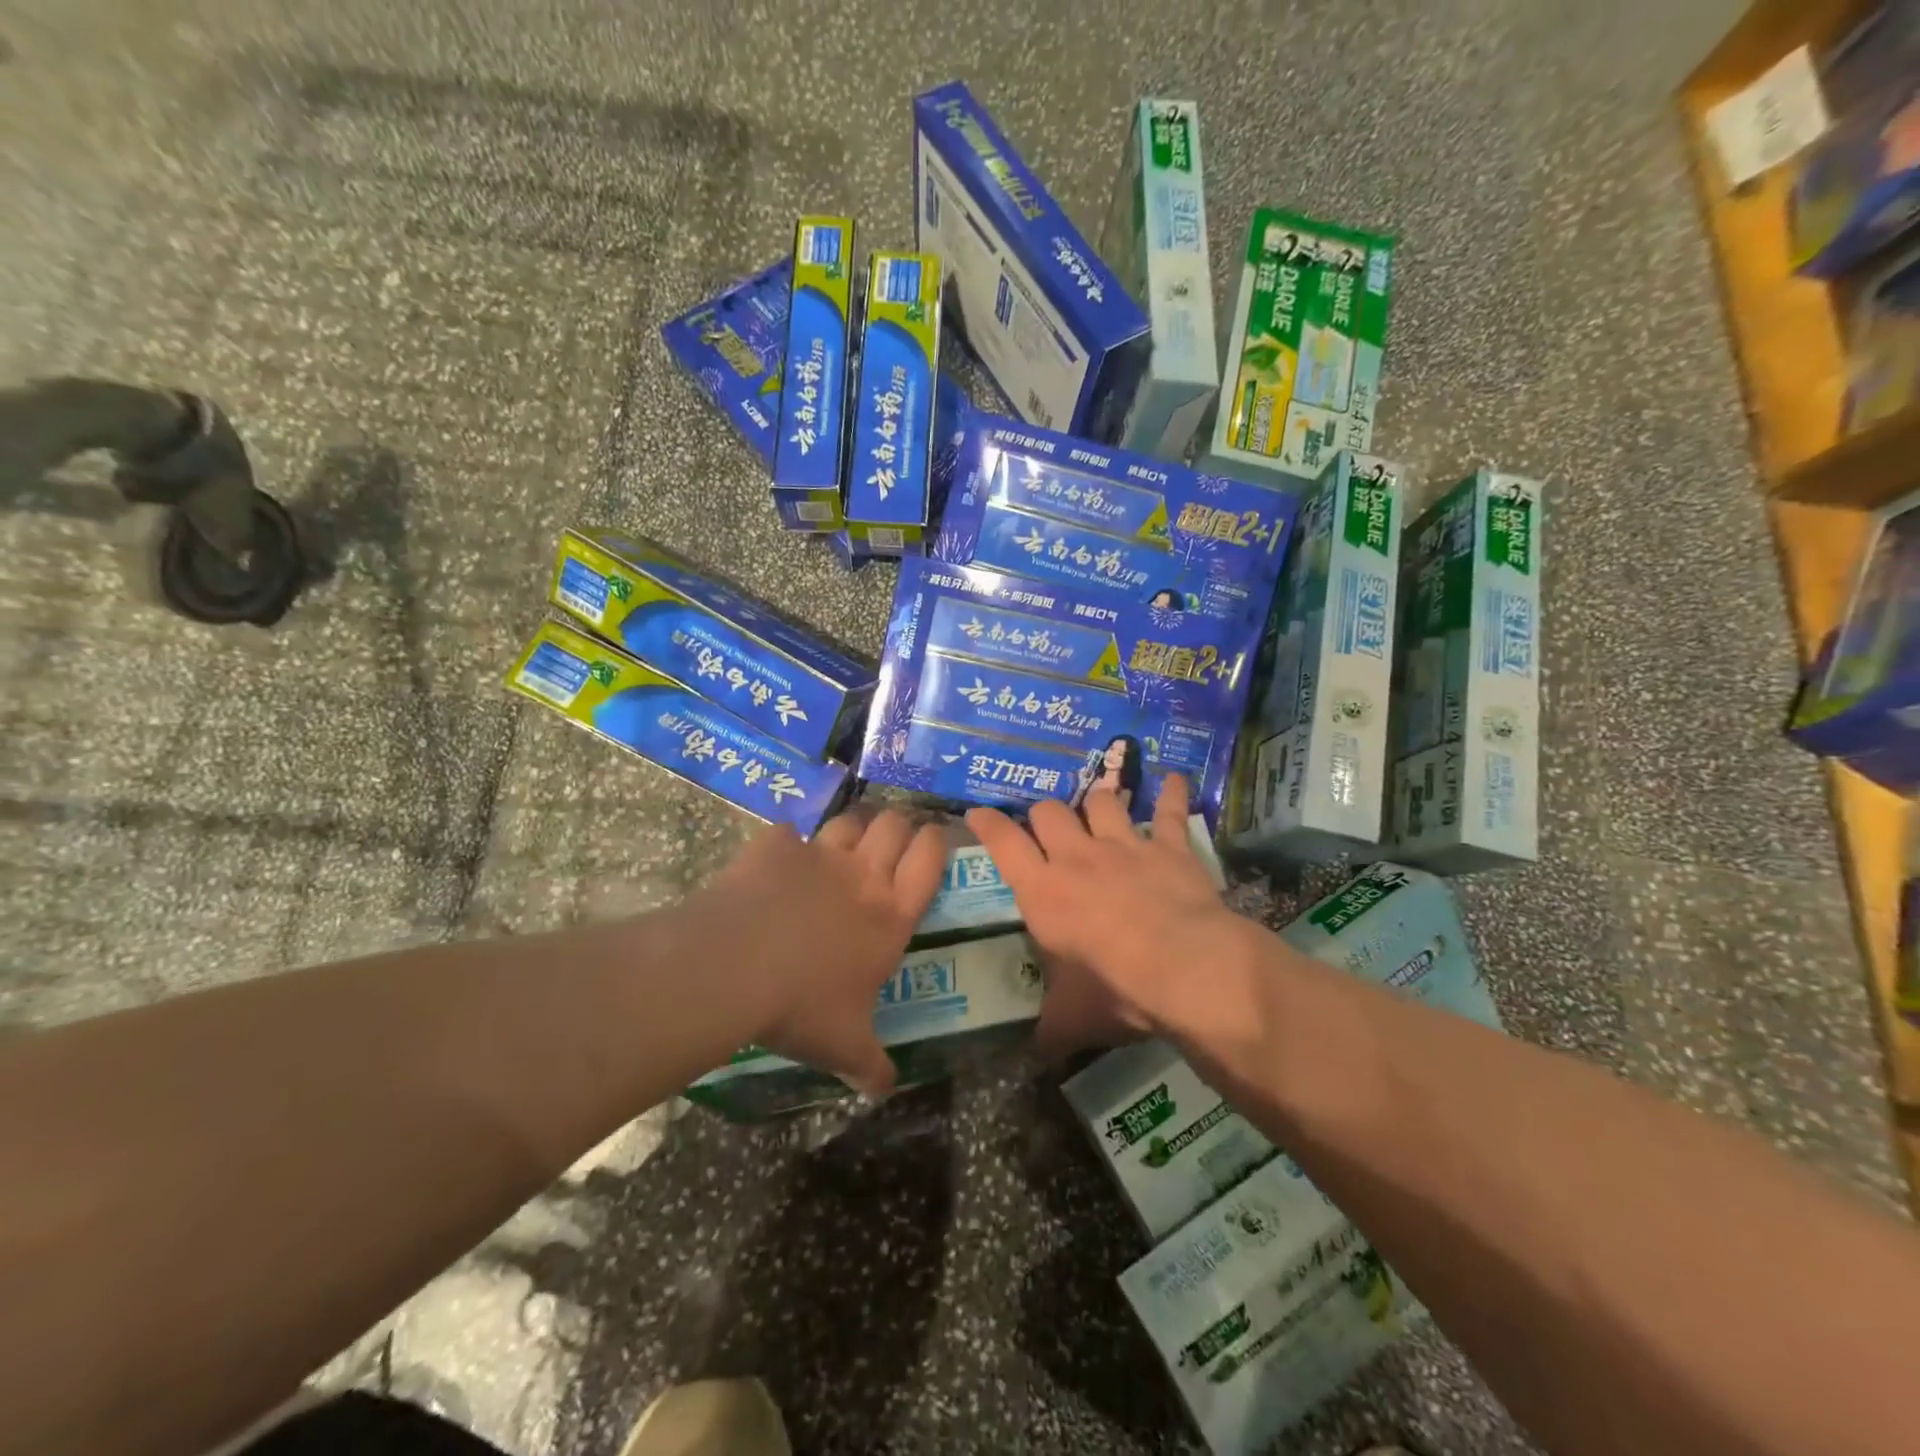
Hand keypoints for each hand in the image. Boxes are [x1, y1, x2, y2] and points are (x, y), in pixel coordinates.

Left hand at [702, 807, 944, 1096]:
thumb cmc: (801, 1006)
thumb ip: (871, 1066)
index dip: (935, 842)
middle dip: (898, 827)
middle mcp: (861, 875)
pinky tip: (778, 860)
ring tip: (844, 845)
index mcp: (889, 915)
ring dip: (852, 829)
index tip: (933, 838)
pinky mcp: (774, 846)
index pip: (929, 860)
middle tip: (891, 842)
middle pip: (894, 825)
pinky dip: (787, 844)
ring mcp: (817, 855)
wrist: (733, 967)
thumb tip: (885, 1091)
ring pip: (848, 821)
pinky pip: (788, 833)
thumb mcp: (843, 1046)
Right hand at [965, 775, 1240, 1059]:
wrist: (1186, 969)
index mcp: (1043, 891)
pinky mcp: (1168, 846)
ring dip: (1098, 803)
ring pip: (1102, 801)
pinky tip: (1172, 779)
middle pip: (1050, 811)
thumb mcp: (1072, 1018)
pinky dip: (1170, 793)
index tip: (977, 812)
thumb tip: (1038, 1054)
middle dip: (1044, 814)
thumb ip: (1050, 1030)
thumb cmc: (1116, 990)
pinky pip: (1168, 811)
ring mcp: (1125, 845)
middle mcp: (1078, 857)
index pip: (1004, 843)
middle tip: (1047, 828)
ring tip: (1099, 808)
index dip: (988, 824)